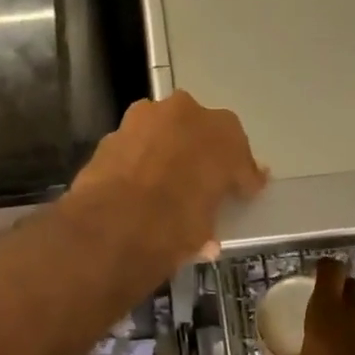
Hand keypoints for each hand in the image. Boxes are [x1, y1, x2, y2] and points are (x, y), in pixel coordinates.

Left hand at [69, 92, 266, 273]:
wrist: (113, 221)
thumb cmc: (175, 225)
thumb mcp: (203, 231)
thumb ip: (208, 219)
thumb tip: (207, 240)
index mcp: (224, 135)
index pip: (239, 156)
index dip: (240, 177)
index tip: (241, 193)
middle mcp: (188, 114)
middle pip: (202, 132)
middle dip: (202, 153)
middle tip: (200, 181)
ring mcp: (147, 117)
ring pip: (166, 130)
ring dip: (168, 148)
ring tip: (164, 178)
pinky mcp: (114, 130)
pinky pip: (136, 143)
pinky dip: (138, 157)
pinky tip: (135, 180)